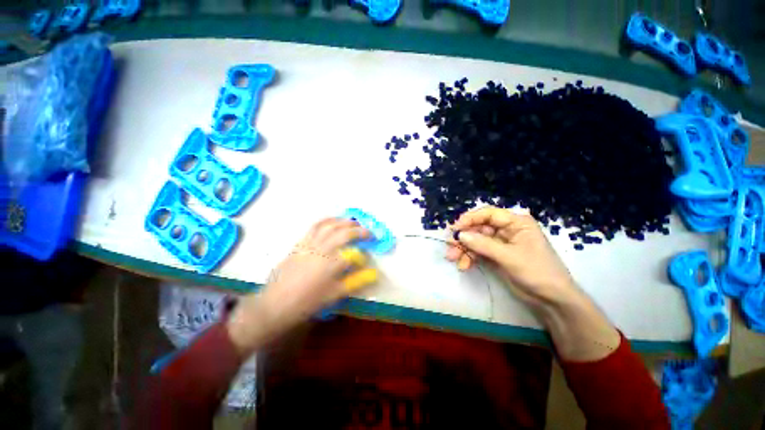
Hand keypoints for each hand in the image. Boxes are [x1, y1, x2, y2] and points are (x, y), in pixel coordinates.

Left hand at [226, 218, 376, 354]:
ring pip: (331, 226)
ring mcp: (310, 243)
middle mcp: (322, 249)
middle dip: (359, 231)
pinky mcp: (301, 242)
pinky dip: (327, 220)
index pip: (355, 253)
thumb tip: (374, 273)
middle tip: (367, 232)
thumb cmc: (307, 302)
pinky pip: (315, 226)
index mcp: (332, 264)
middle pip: (345, 233)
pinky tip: (333, 220)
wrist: (276, 303)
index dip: (364, 253)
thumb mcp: (335, 295)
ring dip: (345, 222)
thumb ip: (356, 281)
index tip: (370, 254)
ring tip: (354, 223)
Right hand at [445, 206, 577, 310]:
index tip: (455, 229)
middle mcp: (507, 230)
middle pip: (479, 228)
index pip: (488, 214)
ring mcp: (501, 243)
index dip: (470, 219)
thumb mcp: (509, 257)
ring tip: (452, 259)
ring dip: (464, 249)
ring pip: (476, 240)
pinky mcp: (496, 256)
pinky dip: (470, 257)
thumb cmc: (537, 272)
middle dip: (464, 238)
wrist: (551, 300)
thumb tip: (460, 234)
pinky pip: (479, 252)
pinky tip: (463, 265)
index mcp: (516, 223)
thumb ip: (483, 244)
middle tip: (450, 246)